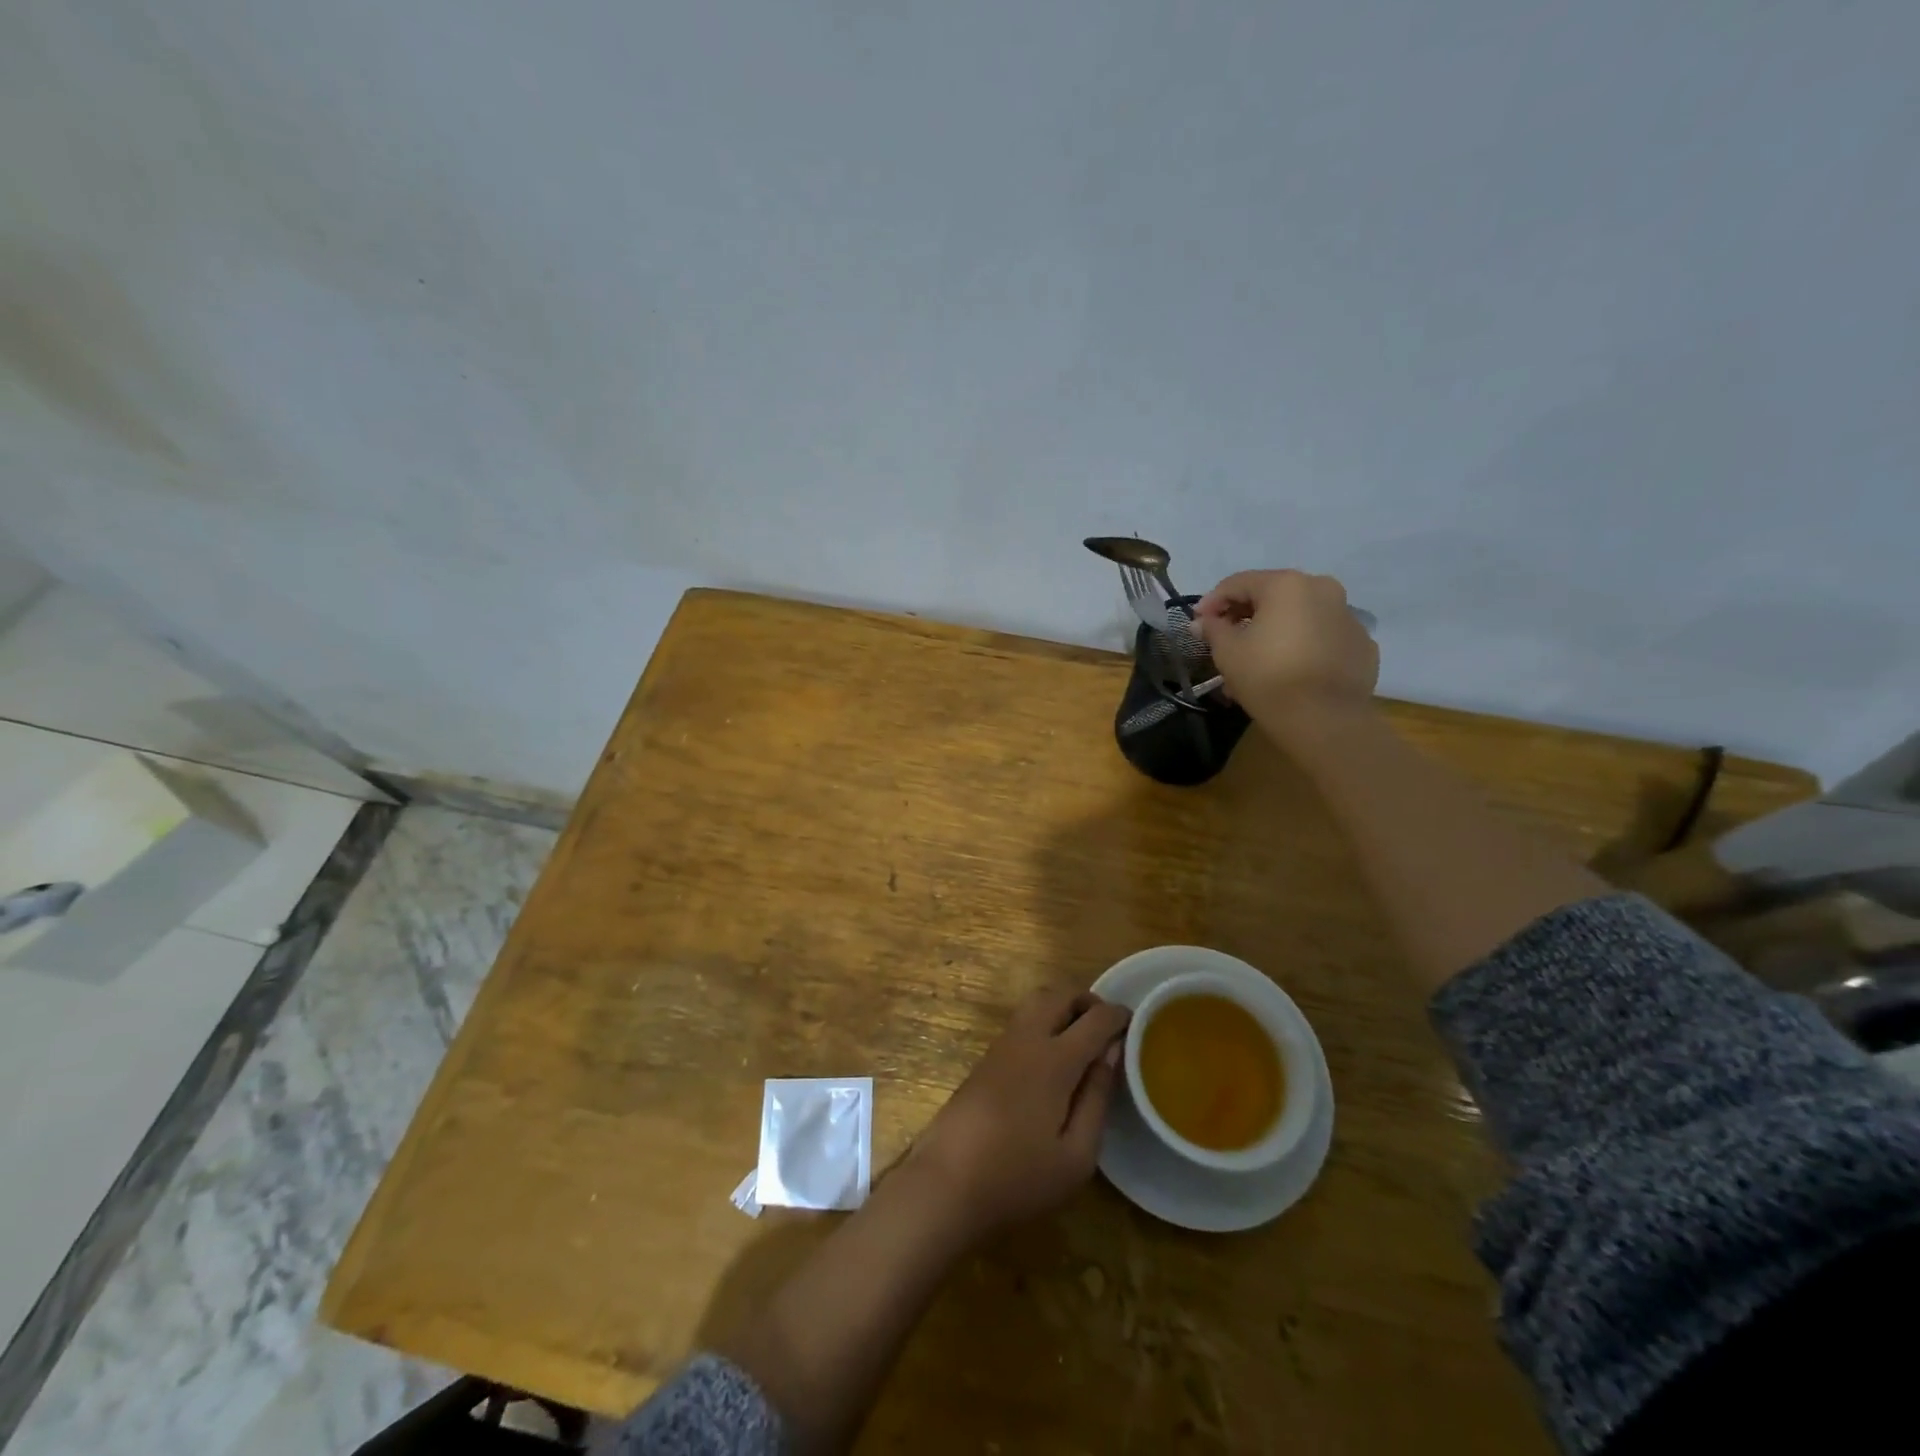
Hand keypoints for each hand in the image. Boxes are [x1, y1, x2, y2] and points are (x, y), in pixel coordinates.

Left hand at [907, 989, 1129, 1240]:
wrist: (946, 1183)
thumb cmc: (1018, 1177)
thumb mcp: (1076, 1155)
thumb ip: (1098, 1098)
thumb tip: (1111, 1054)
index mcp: (1054, 1059)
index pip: (1094, 1018)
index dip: (1119, 1016)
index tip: (1136, 1024)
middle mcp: (1026, 1039)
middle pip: (1060, 994)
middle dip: (1088, 1000)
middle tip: (1107, 1027)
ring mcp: (1001, 1045)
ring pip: (1036, 1001)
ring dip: (1063, 1007)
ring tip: (1082, 1040)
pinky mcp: (986, 1058)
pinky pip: (1022, 1021)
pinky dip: (1044, 1020)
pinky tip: (1053, 1057)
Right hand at [1194, 569, 1378, 745]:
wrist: (1324, 720)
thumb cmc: (1268, 677)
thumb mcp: (1227, 652)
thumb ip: (1213, 628)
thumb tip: (1203, 621)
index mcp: (1287, 585)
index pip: (1238, 583)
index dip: (1212, 601)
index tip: (1197, 623)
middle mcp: (1323, 589)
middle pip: (1273, 595)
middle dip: (1245, 615)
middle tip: (1224, 640)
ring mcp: (1348, 617)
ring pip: (1300, 616)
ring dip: (1274, 631)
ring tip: (1256, 659)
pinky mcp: (1362, 645)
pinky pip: (1323, 637)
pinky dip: (1303, 646)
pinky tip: (1290, 669)